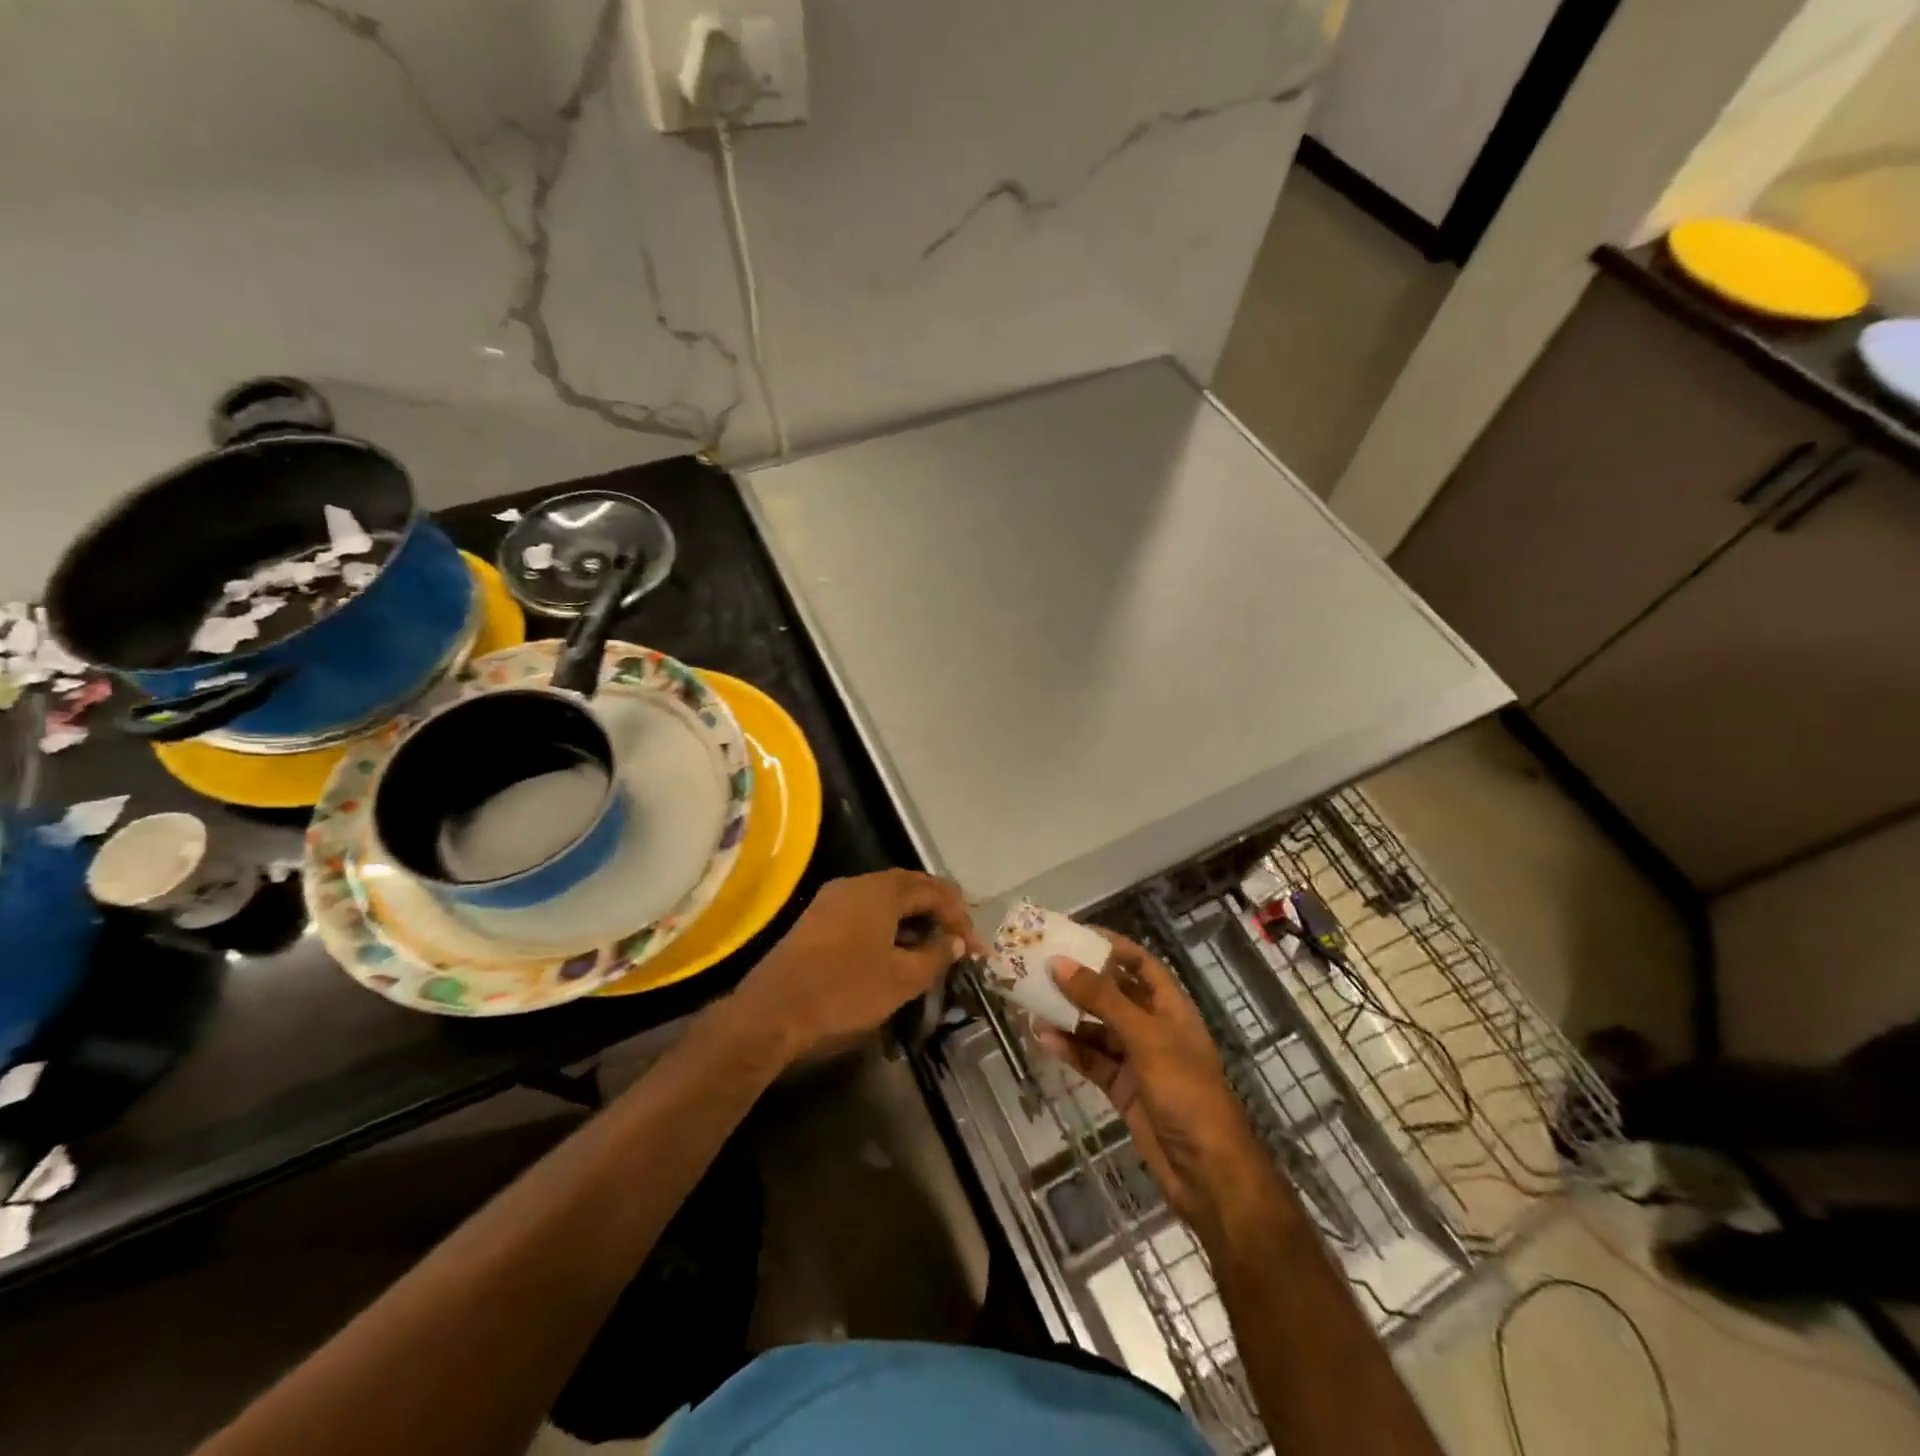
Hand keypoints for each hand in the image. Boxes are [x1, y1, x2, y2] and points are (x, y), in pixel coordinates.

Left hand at [739, 871, 977, 1061]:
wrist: (771, 1013)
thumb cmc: (844, 991)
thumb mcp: (901, 979)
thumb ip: (935, 955)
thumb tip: (955, 942)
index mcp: (881, 890)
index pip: (934, 890)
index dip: (959, 916)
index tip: (974, 948)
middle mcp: (856, 885)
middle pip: (909, 888)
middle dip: (938, 913)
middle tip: (958, 941)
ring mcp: (832, 900)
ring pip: (885, 901)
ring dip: (912, 921)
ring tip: (931, 950)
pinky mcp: (817, 921)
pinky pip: (864, 913)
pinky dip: (888, 927)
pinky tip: (895, 953)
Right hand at [1037, 933, 1270, 1234]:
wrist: (1208, 1172)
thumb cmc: (1185, 1091)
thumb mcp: (1145, 1037)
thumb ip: (1102, 999)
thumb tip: (1059, 963)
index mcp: (1170, 1007)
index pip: (1140, 963)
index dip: (1111, 946)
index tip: (1074, 934)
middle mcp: (1154, 1027)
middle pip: (1113, 994)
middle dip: (1081, 981)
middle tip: (1041, 966)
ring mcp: (1138, 1059)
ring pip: (1097, 1028)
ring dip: (1069, 1017)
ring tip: (1033, 1002)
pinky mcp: (1123, 1088)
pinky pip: (1092, 1060)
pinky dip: (1071, 1049)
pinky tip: (1045, 1039)